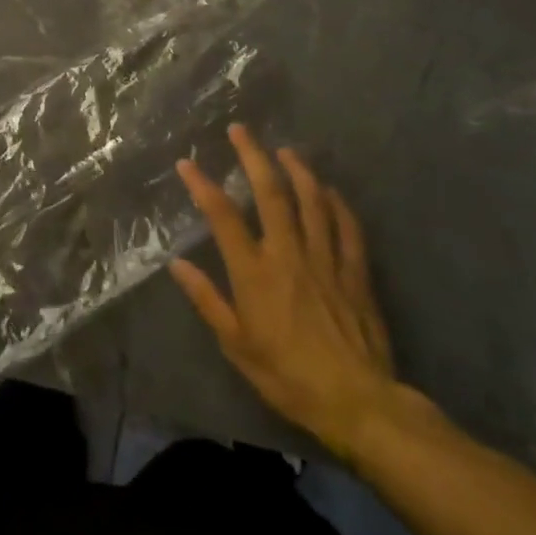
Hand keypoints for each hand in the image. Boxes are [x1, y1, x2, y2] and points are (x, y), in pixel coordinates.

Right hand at [170, 124, 404, 462]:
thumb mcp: (237, 346)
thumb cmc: (288, 376)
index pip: (223, 217)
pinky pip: (348, 229)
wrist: (357, 404)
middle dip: (253, 157)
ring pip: (312, 202)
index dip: (203, 186)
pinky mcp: (355, 273)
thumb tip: (177, 264)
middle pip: (271, 194)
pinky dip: (338, 205)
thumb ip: (208, 300)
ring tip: (285, 150)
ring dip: (297, 170)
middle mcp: (289, 255)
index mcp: (255, 273)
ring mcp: (326, 261)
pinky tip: (330, 191)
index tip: (187, 164)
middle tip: (241, 131)